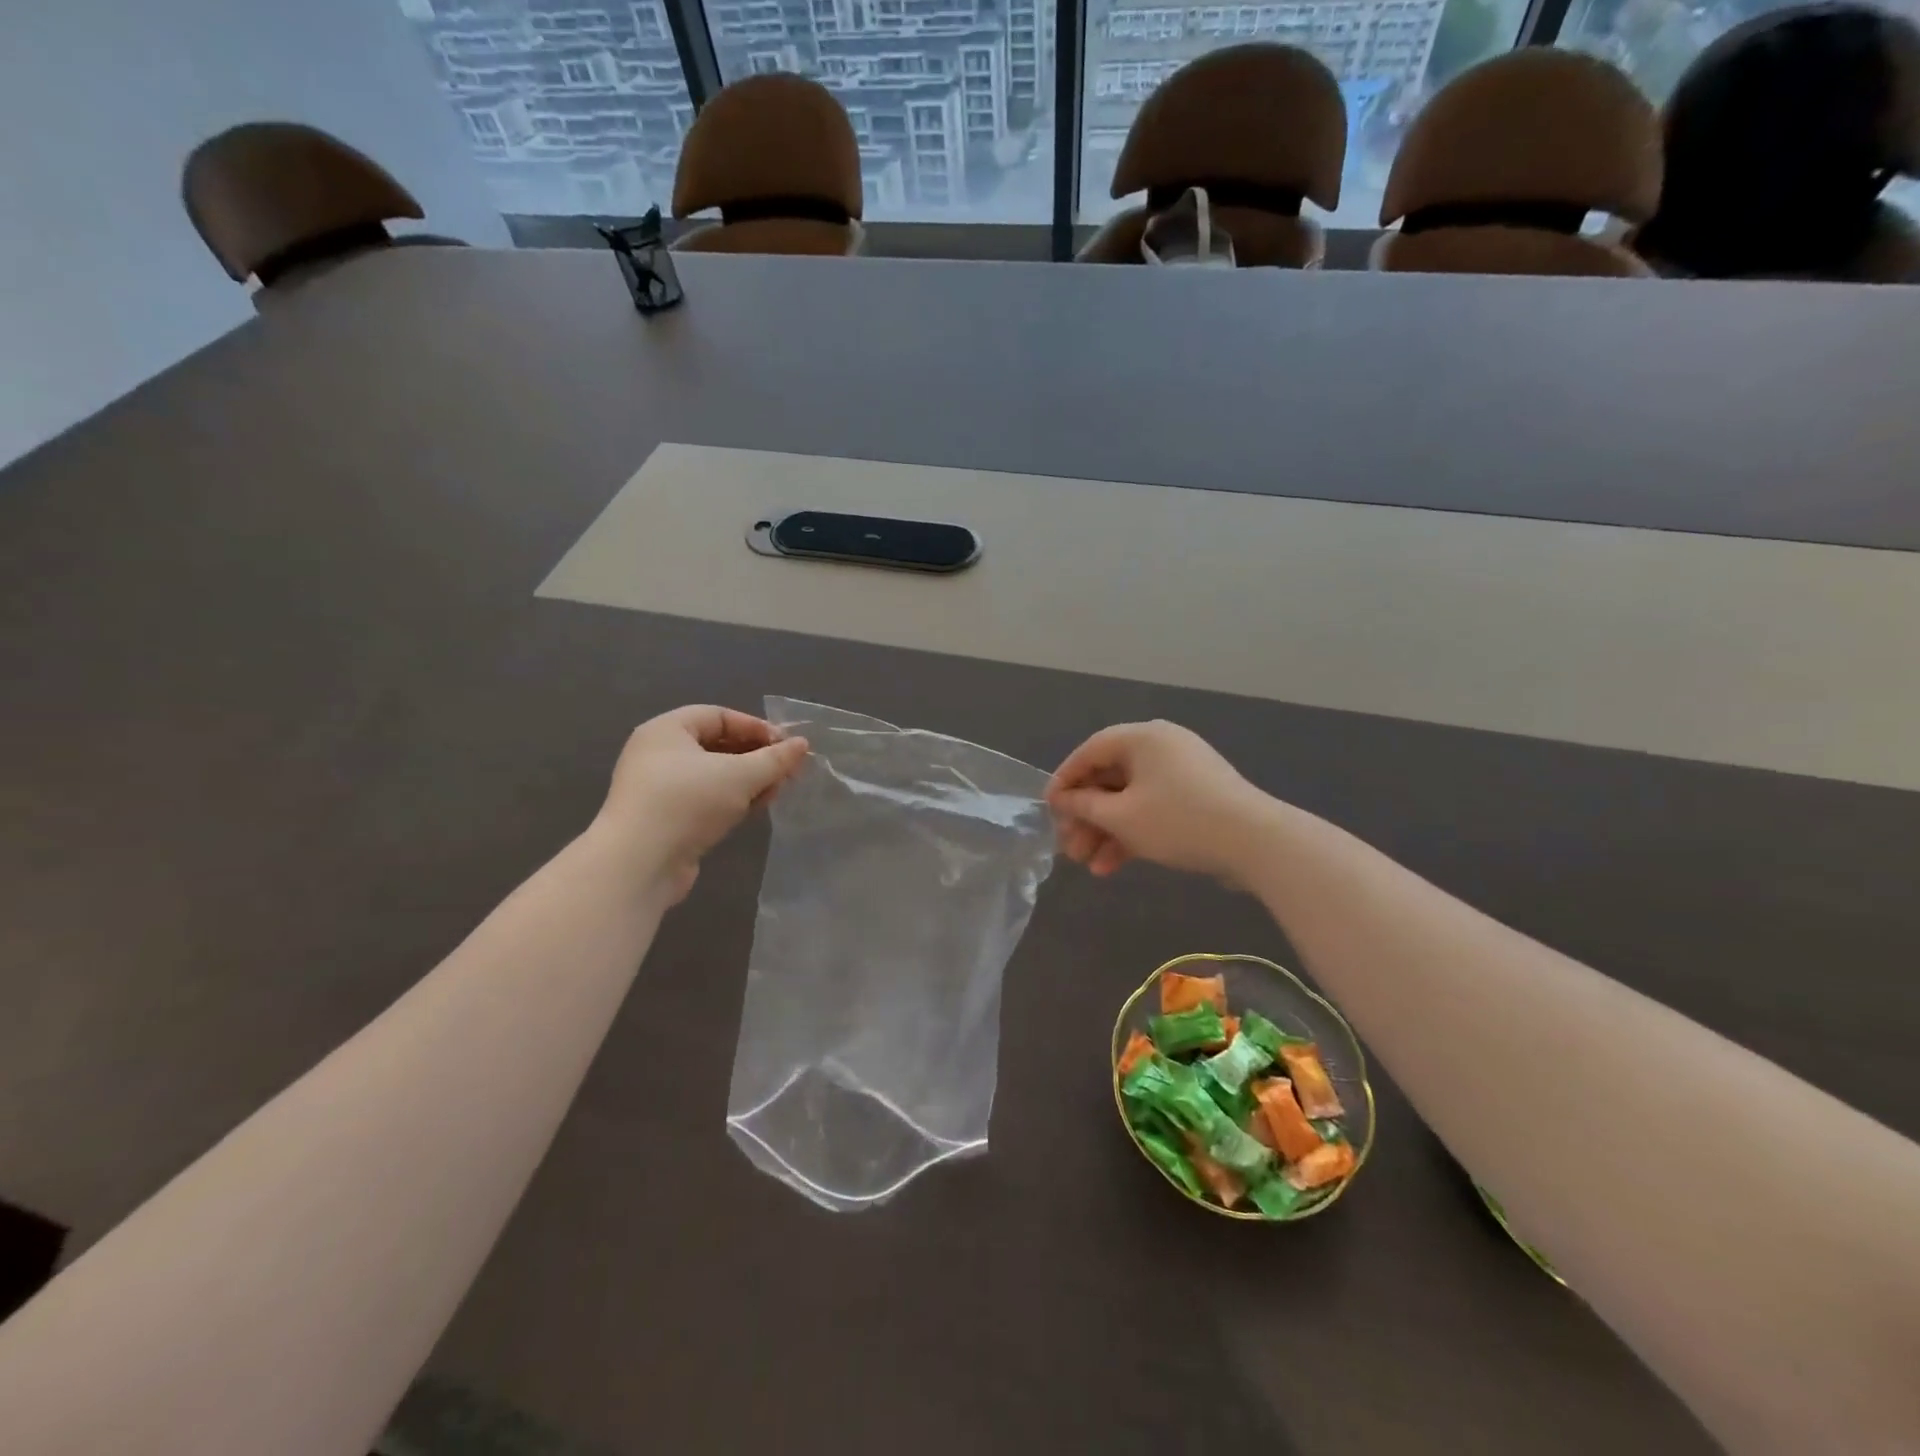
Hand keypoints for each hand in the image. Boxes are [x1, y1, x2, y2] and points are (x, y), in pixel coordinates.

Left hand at [595, 706, 809, 900]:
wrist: (638, 864)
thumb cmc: (687, 803)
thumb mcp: (739, 776)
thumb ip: (774, 759)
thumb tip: (802, 744)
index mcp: (667, 730)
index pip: (719, 716)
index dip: (755, 727)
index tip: (787, 746)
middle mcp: (659, 753)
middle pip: (717, 745)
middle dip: (756, 757)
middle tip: (788, 770)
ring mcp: (660, 788)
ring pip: (714, 775)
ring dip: (748, 781)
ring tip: (777, 791)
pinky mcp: (666, 818)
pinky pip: (705, 799)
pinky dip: (731, 800)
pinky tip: (754, 809)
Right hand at [1047, 721, 1271, 881]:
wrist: (1256, 843)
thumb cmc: (1178, 820)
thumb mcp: (1122, 817)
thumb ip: (1084, 806)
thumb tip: (1061, 799)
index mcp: (1142, 737)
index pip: (1090, 752)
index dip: (1065, 781)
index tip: (1048, 810)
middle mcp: (1161, 746)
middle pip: (1109, 778)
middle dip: (1086, 817)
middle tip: (1069, 848)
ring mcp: (1181, 772)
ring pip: (1130, 798)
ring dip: (1106, 831)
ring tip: (1089, 866)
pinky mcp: (1196, 797)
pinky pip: (1153, 808)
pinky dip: (1133, 832)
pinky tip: (1114, 866)